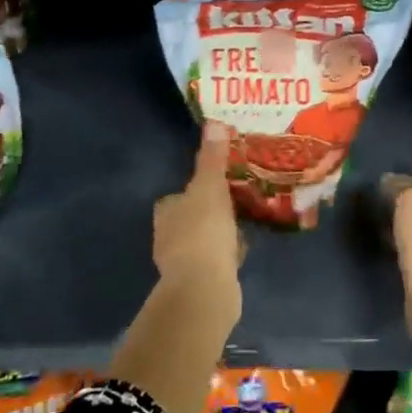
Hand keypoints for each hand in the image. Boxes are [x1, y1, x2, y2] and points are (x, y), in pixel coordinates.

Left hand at [153, 121, 242, 290]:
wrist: (205, 290)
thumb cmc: (203, 232)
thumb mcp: (210, 188)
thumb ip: (212, 159)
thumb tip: (212, 122)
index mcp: (167, 212)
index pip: (176, 196)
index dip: (193, 190)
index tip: (215, 183)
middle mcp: (168, 237)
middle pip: (190, 217)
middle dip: (209, 211)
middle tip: (235, 199)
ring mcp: (183, 263)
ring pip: (204, 240)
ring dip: (220, 233)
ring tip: (244, 221)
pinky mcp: (200, 282)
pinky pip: (216, 260)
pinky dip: (227, 253)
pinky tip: (244, 247)